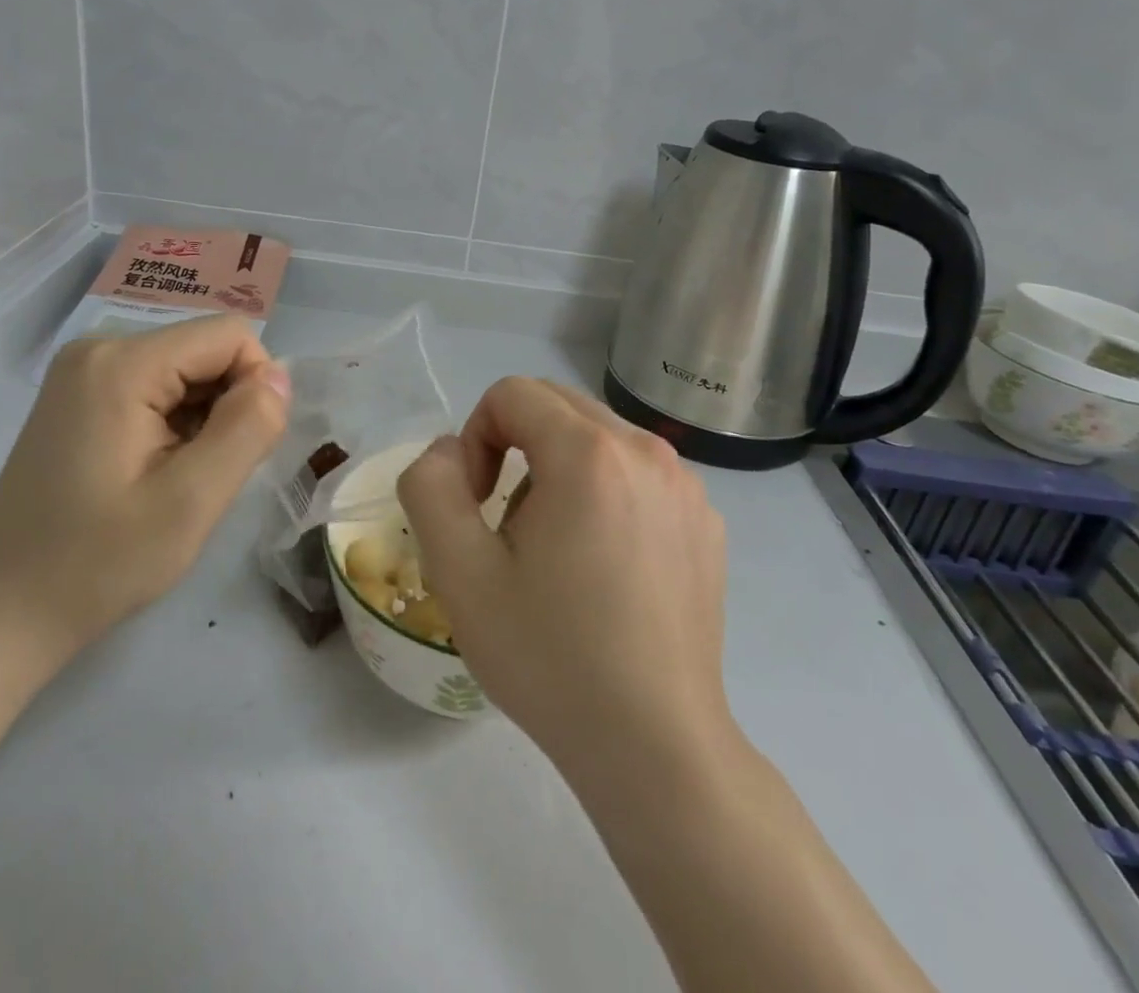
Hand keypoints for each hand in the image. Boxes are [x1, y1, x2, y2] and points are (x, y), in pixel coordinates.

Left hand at [0, 316, 290, 669]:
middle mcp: (99, 348)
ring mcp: (83, 371)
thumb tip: (279, 377)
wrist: (2, 614)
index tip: (239, 450)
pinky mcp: (79, 395)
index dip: (255, 386)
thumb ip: (248, 428)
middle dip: (226, 405)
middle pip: (205, 350)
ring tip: (175, 479)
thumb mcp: (191, 502)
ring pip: (186, 370)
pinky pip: (156, 386)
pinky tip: (153, 472)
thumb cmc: (98, 564)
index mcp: (122, 362)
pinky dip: (175, 422)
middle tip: (204, 475)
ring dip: (202, 419)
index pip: (230, 336)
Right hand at [397, 377, 729, 773]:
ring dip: (559, 468)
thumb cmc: (550, 657)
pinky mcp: (707, 520)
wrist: (655, 746)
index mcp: (589, 453)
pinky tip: (606, 566)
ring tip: (557, 549)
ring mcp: (686, 485)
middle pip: (557, 405)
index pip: (512, 393)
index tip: (478, 504)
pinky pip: (637, 473)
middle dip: (515, 444)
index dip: (476, 436)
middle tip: (507, 523)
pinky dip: (606, 492)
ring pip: (598, 437)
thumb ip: (431, 486)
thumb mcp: (459, 571)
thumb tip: (450, 451)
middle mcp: (647, 451)